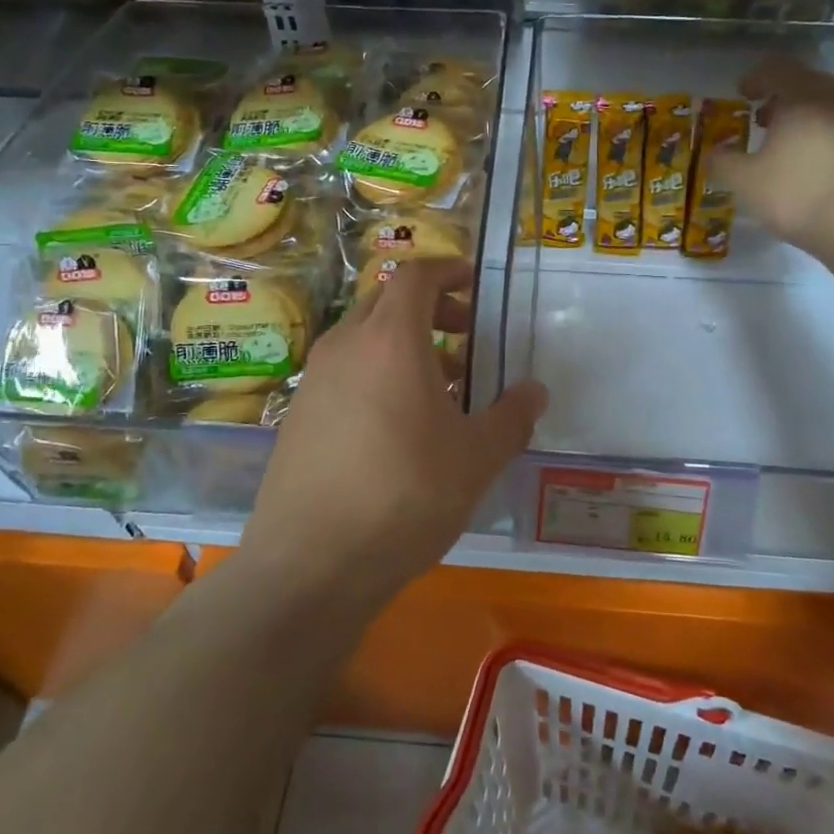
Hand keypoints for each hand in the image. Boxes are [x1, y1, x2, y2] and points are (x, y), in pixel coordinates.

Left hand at [244, 258, 547, 608]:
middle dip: (431, 308)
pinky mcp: (298, 415)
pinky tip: (402, 426)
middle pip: (387, 301)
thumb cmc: (404, 497)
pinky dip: (378, 374)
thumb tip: (535, 391)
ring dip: (406, 345)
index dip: (446, 268)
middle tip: (467, 334)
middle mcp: (344, 346)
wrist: (310, 564)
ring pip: (365, 339)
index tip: (473, 281)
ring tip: (445, 388)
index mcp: (389, 340)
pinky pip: (346, 372)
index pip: (414, 275)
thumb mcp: (476, 459)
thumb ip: (511, 417)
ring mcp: (315, 380)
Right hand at [712, 56, 833, 262]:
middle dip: (781, 95)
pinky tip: (810, 160)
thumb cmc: (796, 195)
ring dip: (804, 114)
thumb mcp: (744, 182)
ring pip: (828, 103)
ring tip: (785, 140)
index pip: (776, 69)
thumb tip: (713, 153)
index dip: (755, 77)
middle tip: (761, 117)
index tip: (742, 93)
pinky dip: (822, 132)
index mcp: (802, 97)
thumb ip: (722, 162)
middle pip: (805, 82)